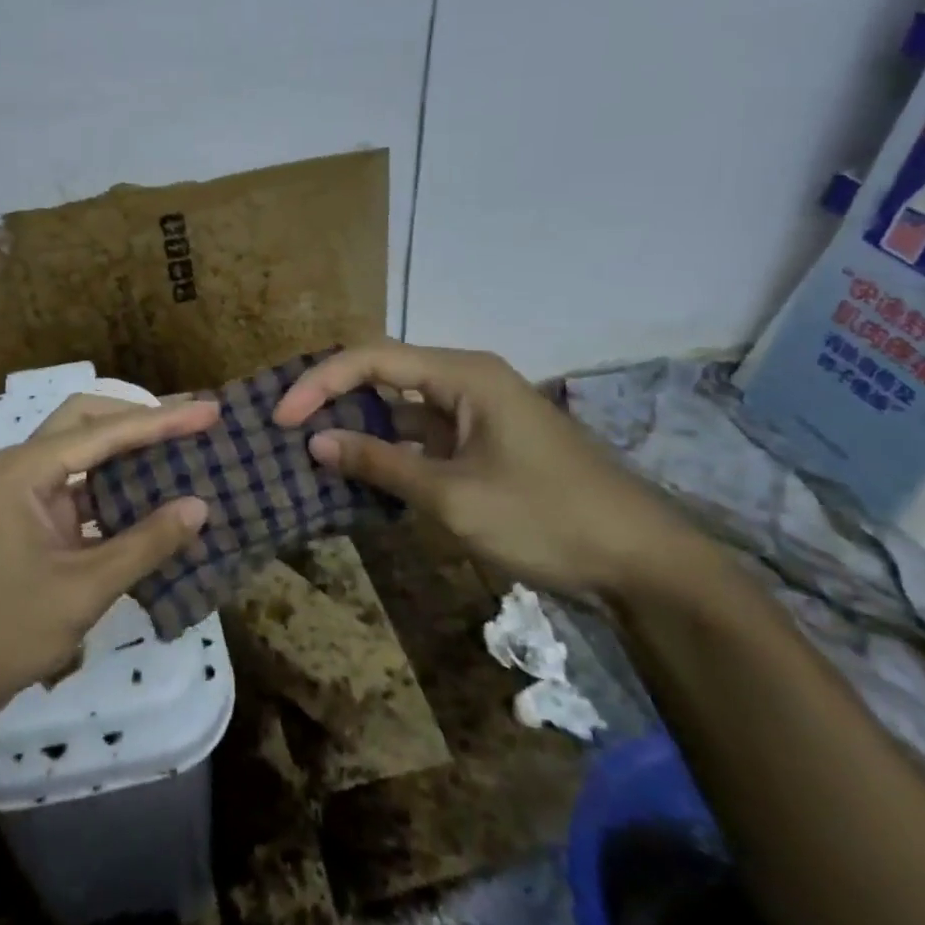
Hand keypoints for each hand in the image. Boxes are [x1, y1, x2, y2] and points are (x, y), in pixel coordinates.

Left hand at [0, 394, 218, 731]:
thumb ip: (145, 543)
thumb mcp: (83, 589)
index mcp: (24, 471)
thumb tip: (200, 506)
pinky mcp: (27, 522)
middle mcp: (20, 469)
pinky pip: (77, 491)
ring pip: (81, 455)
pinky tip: (150, 501)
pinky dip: (113, 491)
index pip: (104, 431)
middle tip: (191, 424)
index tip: (210, 412)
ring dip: (127, 453)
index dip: (162, 421)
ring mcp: (21, 495)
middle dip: (139, 421)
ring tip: (180, 453)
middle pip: (86, 423)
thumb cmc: (4, 631)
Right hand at [274, 340, 705, 598]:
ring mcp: (478, 413)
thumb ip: (381, 465)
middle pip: (383, 375)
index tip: (281, 419)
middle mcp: (467, 381)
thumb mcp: (454, 496)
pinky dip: (390, 453)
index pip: (371, 359)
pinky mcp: (485, 445)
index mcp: (463, 374)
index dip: (319, 384)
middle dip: (333, 398)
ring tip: (311, 451)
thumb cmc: (548, 518)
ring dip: (359, 428)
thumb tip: (315, 442)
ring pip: (402, 408)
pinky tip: (361, 476)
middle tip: (286, 430)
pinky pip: (423, 437)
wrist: (644, 565)